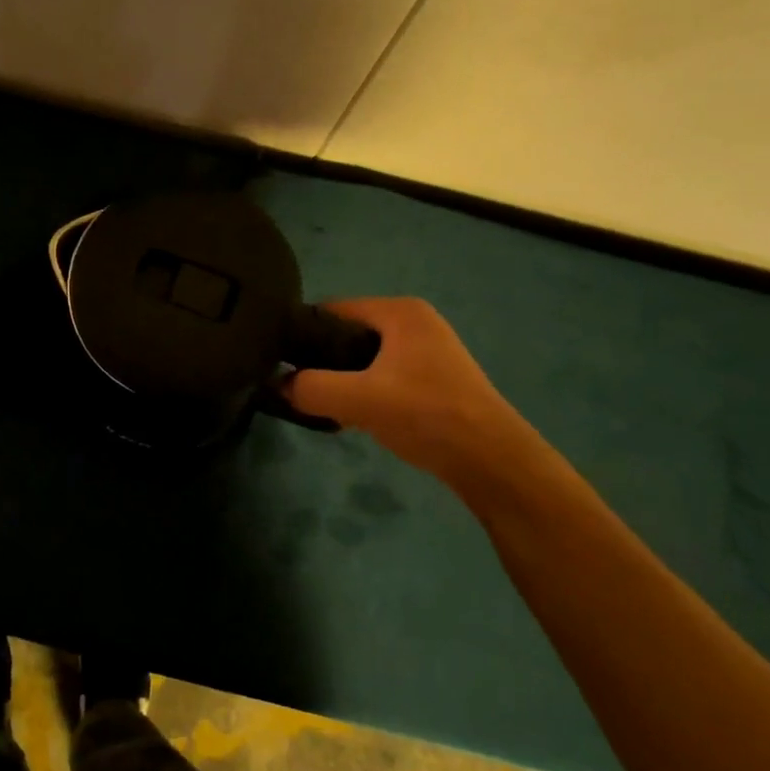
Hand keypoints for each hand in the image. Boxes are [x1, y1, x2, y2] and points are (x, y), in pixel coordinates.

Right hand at [284, 297, 537, 488]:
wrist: (492, 461)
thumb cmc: (427, 415)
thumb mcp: (359, 400)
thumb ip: (311, 388)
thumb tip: (277, 385)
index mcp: (399, 311)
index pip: (331, 309)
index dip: (302, 333)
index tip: (279, 361)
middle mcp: (413, 321)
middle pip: (346, 333)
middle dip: (321, 360)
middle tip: (299, 388)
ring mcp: (425, 350)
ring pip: (362, 357)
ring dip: (341, 379)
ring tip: (322, 404)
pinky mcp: (430, 378)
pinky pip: (380, 374)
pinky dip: (362, 391)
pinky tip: (352, 416)